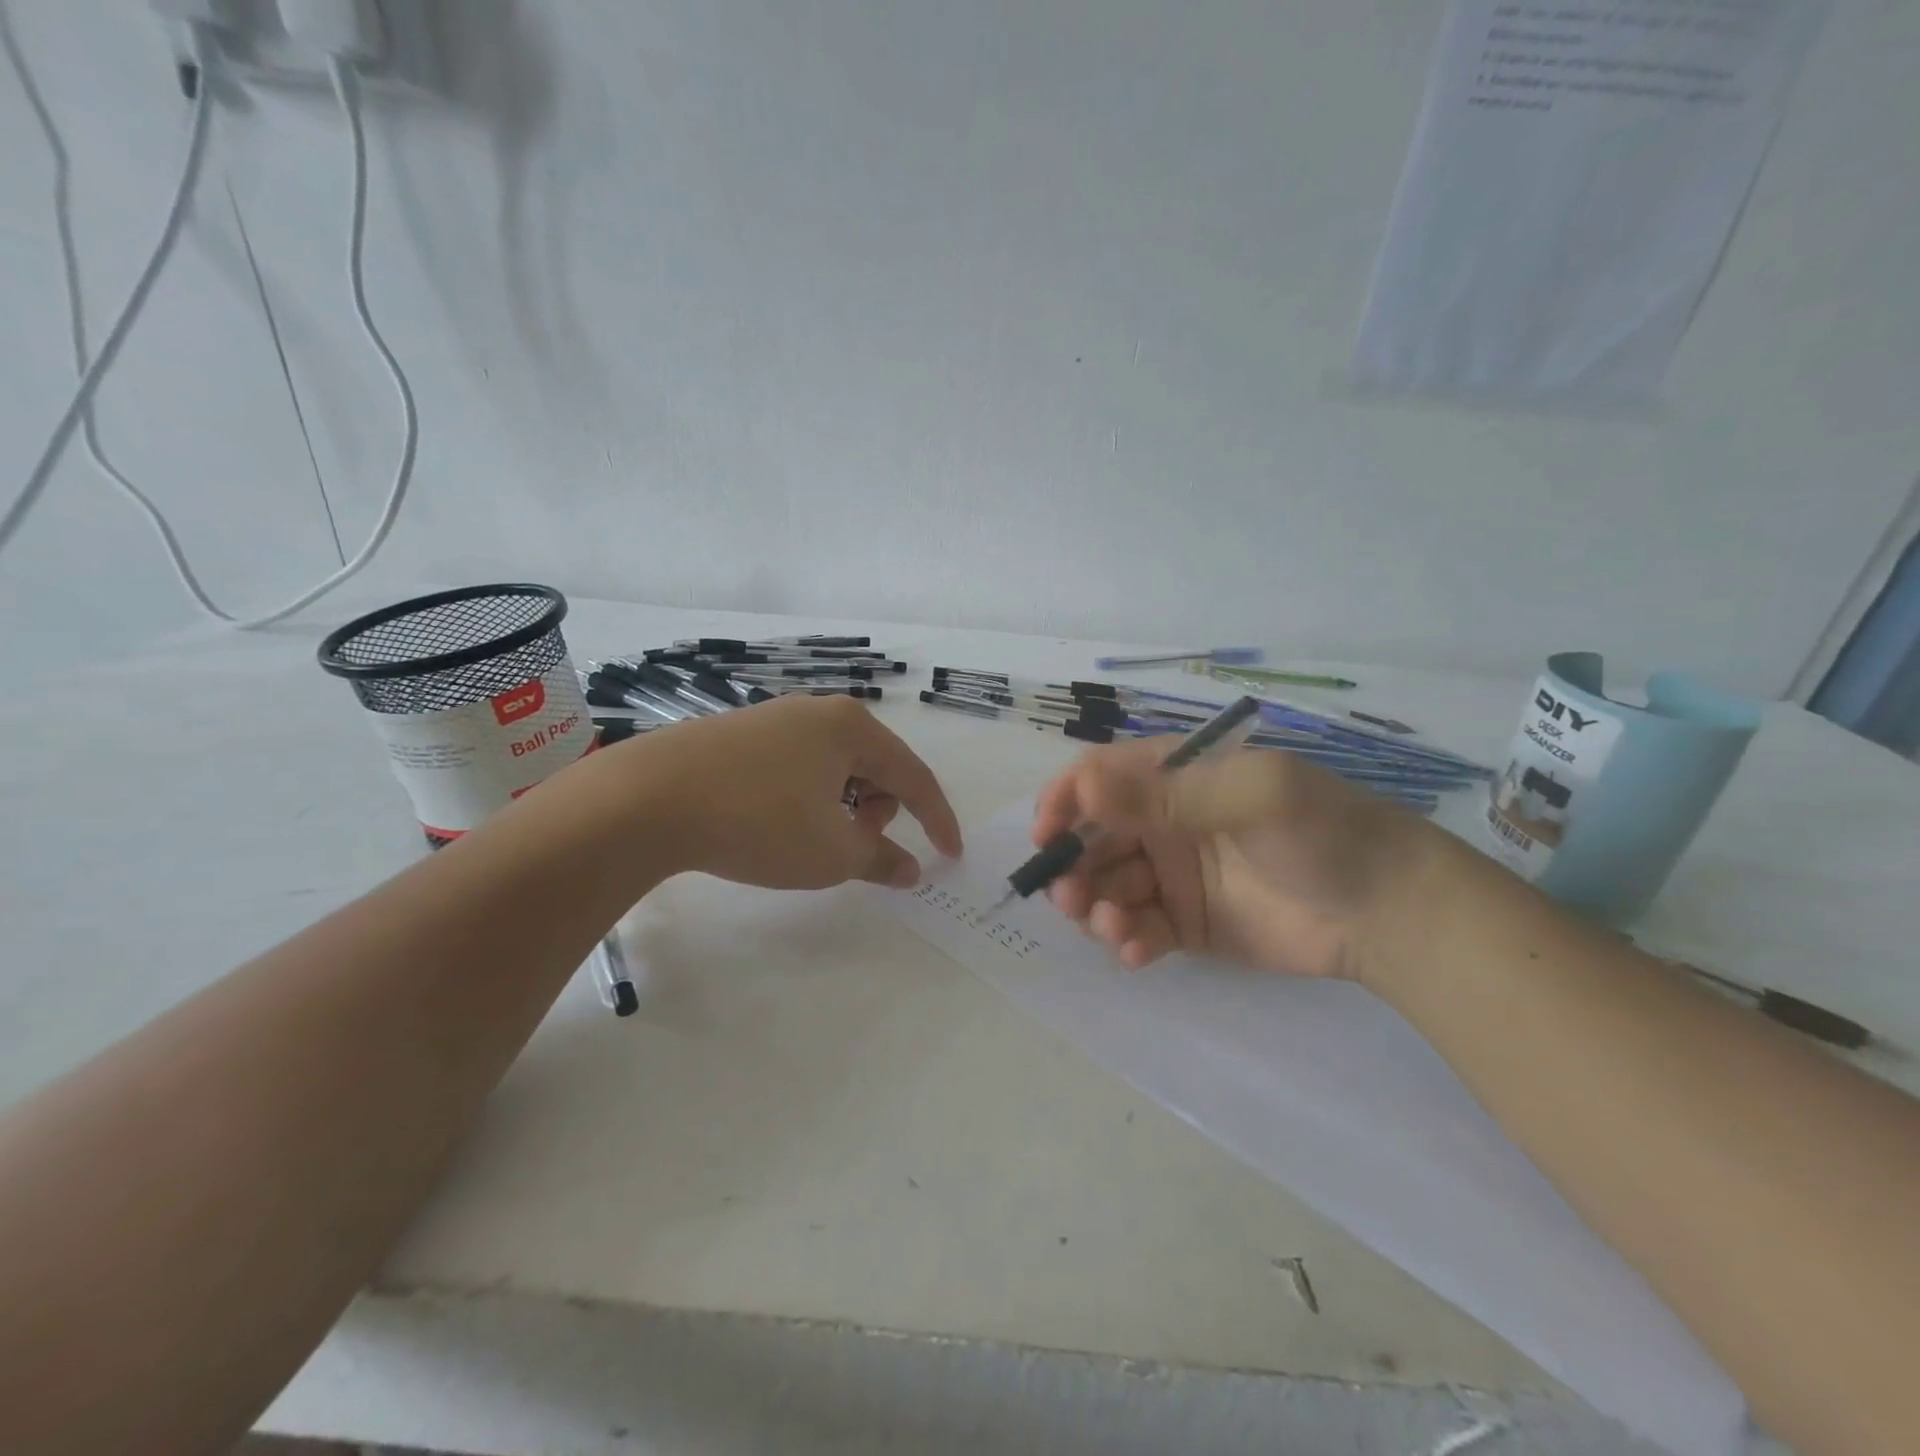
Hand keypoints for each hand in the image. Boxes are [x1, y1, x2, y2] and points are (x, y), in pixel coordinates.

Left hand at [624, 695, 962, 890]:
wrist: (646, 799)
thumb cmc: (758, 821)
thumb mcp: (830, 852)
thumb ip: (880, 860)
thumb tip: (911, 870)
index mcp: (853, 728)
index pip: (914, 776)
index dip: (937, 820)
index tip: (949, 854)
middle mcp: (818, 712)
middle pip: (874, 766)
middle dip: (878, 812)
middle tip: (852, 847)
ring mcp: (775, 718)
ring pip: (834, 767)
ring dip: (841, 806)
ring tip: (810, 840)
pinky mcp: (739, 734)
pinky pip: (796, 766)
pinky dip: (806, 797)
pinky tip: (775, 822)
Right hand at [1031, 739, 1435, 979]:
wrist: (1391, 911)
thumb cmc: (1323, 831)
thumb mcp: (1251, 796)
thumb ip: (1167, 796)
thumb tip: (1084, 789)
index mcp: (1176, 777)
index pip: (1099, 778)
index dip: (1064, 801)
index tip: (1046, 836)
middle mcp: (1164, 822)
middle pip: (1092, 837)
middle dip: (1073, 864)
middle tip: (1069, 896)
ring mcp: (1173, 875)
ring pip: (1107, 886)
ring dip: (1094, 906)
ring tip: (1112, 926)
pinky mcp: (1185, 924)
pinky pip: (1138, 928)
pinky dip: (1127, 940)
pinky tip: (1137, 951)